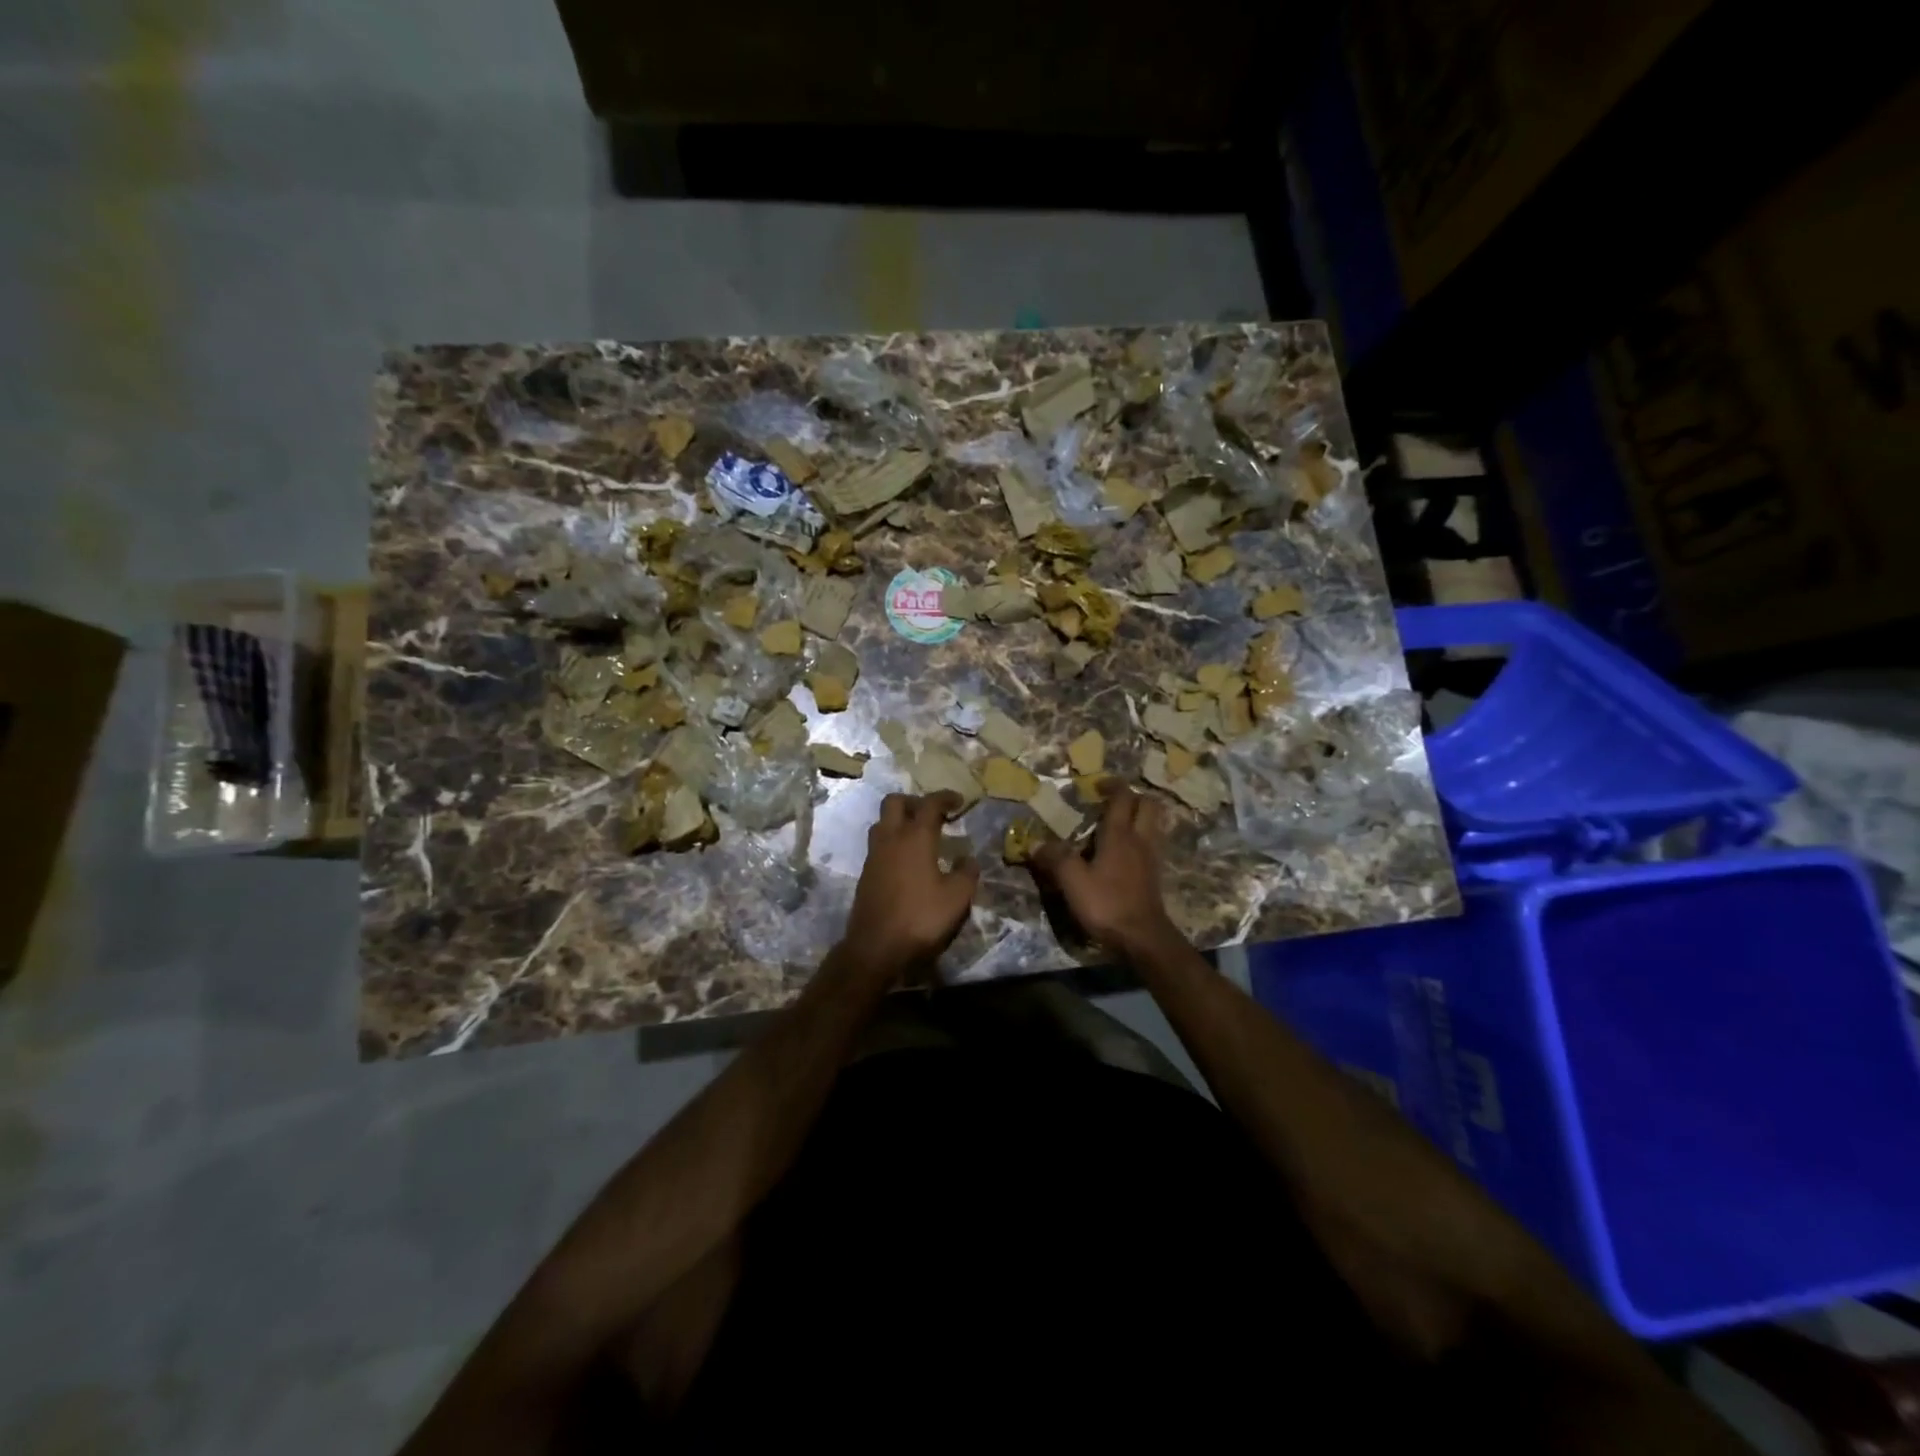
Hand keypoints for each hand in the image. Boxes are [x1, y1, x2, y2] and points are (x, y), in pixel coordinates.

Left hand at [840, 791, 979, 979]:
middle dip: (914, 801)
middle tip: (932, 814)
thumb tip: (968, 859)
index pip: (929, 804)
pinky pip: (878, 844)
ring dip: (899, 820)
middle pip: (895, 802)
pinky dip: (892, 842)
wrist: (875, 946)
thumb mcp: (956, 898)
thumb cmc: (920, 917)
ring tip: (918, 835)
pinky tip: (906, 861)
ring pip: (882, 822)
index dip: (945, 797)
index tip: (958, 801)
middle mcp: (891, 838)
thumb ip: (966, 873)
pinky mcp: (865, 873)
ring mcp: (874, 855)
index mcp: (915, 837)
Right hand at [1030, 783, 1180, 958]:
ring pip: (1154, 824)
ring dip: (1140, 816)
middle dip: (1132, 797)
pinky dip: (1141, 838)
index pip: (1122, 797)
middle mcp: (1140, 839)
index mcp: (1120, 834)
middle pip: (1148, 805)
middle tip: (1111, 801)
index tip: (1097, 784)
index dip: (1112, 785)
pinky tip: (1124, 851)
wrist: (1142, 938)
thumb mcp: (1072, 881)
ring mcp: (1151, 857)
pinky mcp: (1154, 875)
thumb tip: (1033, 842)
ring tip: (1118, 823)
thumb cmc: (1106, 904)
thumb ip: (1055, 858)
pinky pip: (1152, 843)